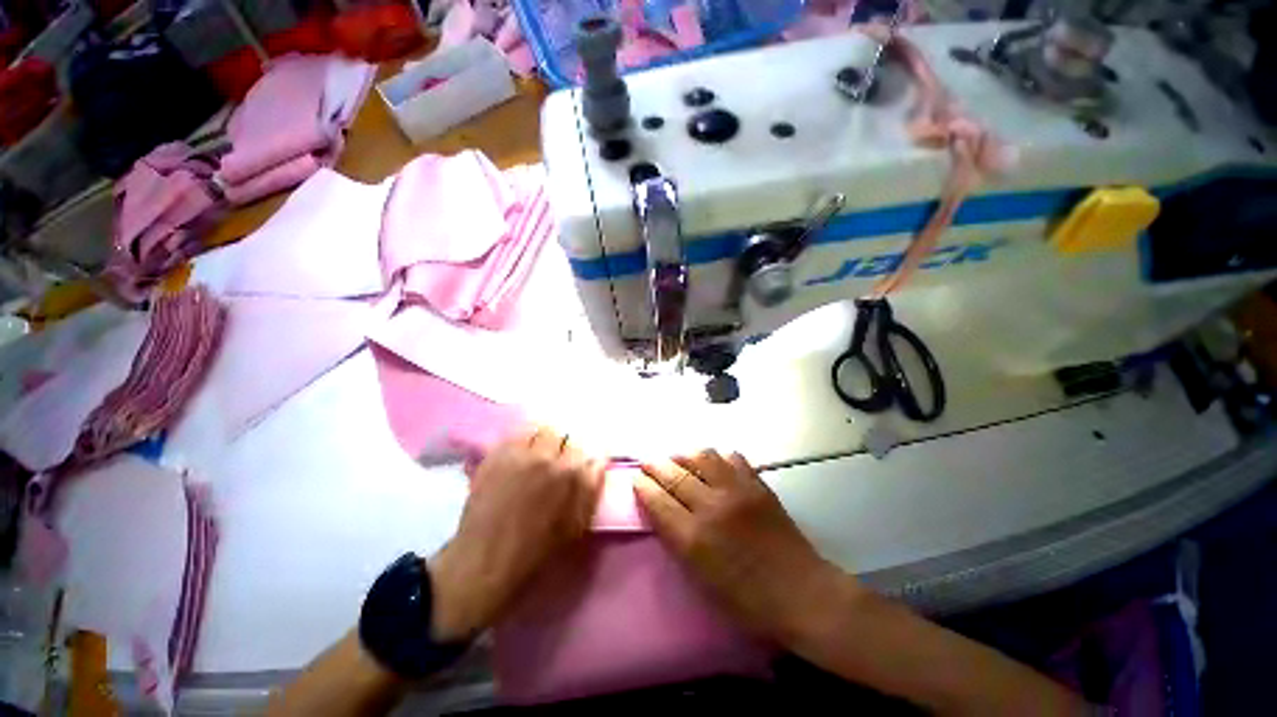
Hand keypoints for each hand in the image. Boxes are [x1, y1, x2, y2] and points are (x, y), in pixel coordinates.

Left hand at [428, 428, 604, 641]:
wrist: (490, 555)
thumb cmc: (538, 549)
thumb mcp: (576, 526)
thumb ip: (589, 490)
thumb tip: (596, 463)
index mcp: (572, 474)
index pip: (588, 447)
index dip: (587, 454)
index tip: (584, 461)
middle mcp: (545, 455)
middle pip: (560, 432)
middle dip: (562, 442)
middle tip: (558, 458)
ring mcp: (516, 451)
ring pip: (534, 429)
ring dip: (540, 438)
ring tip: (536, 454)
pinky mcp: (493, 453)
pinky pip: (511, 436)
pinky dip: (518, 441)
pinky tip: (516, 458)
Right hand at [634, 450, 854, 645]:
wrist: (799, 592)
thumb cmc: (746, 602)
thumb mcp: (700, 580)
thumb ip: (680, 545)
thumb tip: (667, 520)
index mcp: (692, 537)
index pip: (657, 500)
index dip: (643, 487)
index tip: (635, 480)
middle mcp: (712, 507)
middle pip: (676, 475)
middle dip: (657, 467)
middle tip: (648, 463)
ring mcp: (740, 493)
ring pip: (705, 458)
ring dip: (686, 457)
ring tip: (678, 460)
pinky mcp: (762, 488)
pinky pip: (735, 461)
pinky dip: (719, 458)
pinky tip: (715, 465)